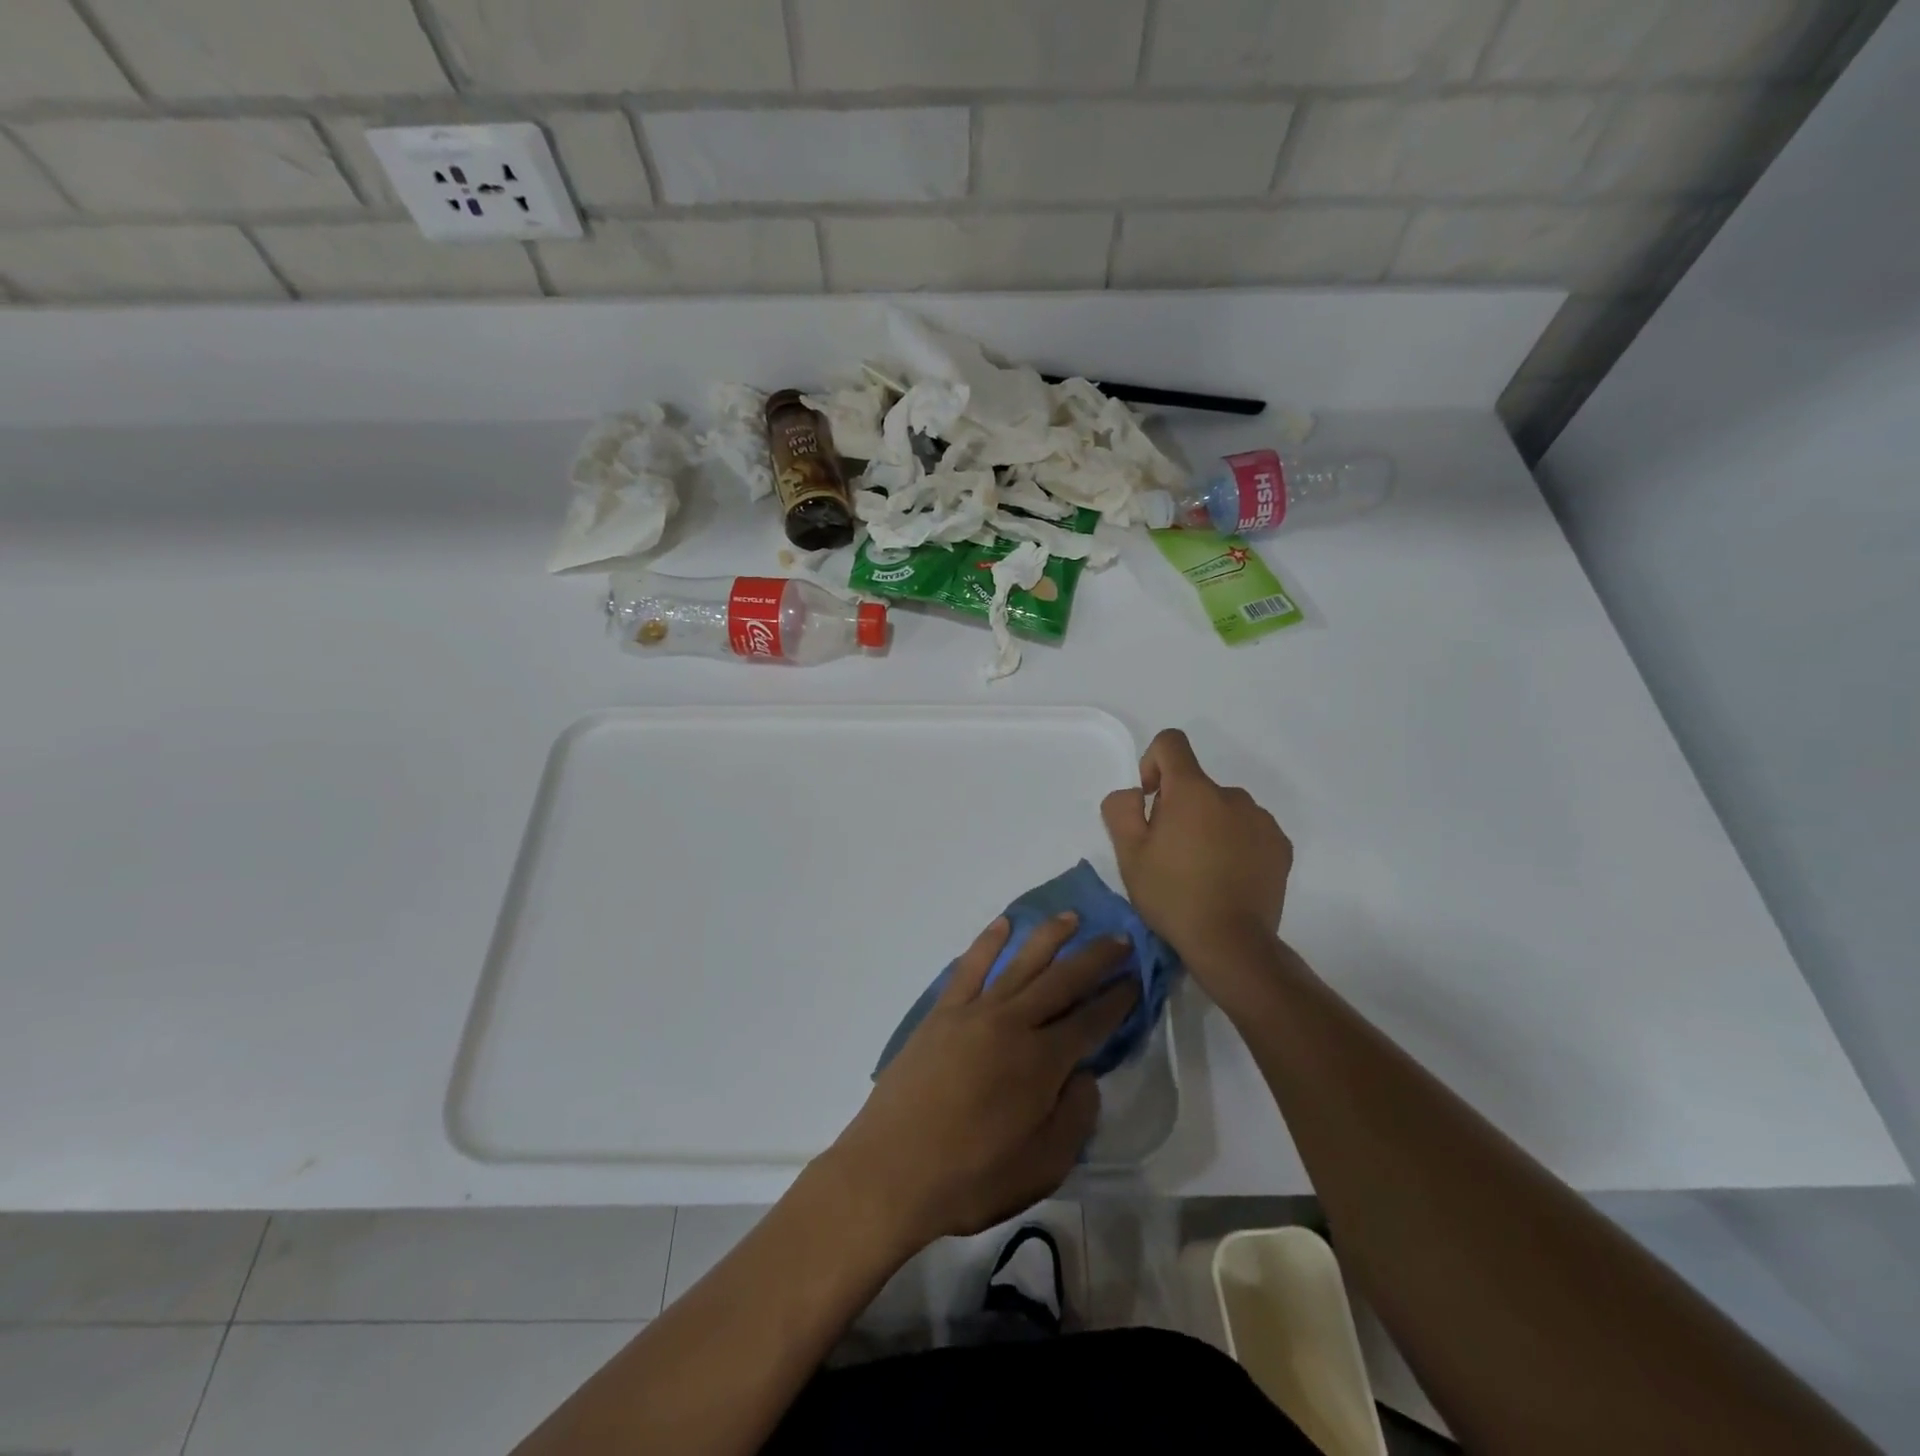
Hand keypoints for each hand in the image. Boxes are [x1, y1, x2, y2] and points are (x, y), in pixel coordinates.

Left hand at [825, 913, 1137, 1251]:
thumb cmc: (971, 1178)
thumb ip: (1075, 1117)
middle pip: (1062, 980)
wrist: (890, 1171)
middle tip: (1120, 939)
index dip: (1117, 999)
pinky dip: (988, 942)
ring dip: (1049, 937)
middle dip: (1095, 958)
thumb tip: (1085, 1075)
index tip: (1136, 979)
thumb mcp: (1044, 1168)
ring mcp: (974, 1012)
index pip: (1091, 1021)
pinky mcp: (942, 1013)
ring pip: (1020, 963)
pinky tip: (1003, 924)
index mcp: (1042, 1062)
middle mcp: (1013, 1024)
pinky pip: (969, 967)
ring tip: (1072, 918)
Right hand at [1101, 729, 1292, 974]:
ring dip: (1208, 825)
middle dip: (1179, 807)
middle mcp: (1231, 795)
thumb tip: (1136, 793)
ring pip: (1223, 808)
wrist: (1231, 943)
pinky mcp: (1280, 845)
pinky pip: (1249, 829)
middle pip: (1196, 784)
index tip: (1150, 801)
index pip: (1171, 743)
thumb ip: (1121, 808)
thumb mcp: (1128, 854)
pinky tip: (1227, 878)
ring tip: (1201, 870)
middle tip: (1169, 853)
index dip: (1152, 762)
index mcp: (1192, 791)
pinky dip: (1235, 843)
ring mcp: (1261, 820)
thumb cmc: (1172, 895)